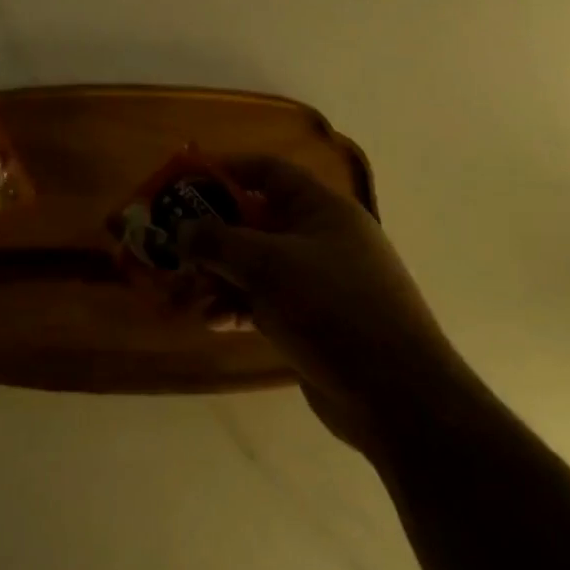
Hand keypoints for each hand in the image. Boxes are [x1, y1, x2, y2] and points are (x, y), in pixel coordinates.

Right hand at [182, 158, 479, 455]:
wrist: (398, 399)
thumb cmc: (333, 309)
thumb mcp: (268, 265)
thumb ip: (218, 241)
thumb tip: (182, 230)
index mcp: (321, 209)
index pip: (268, 172)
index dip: (226, 170)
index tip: (184, 182)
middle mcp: (320, 238)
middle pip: (254, 220)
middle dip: (210, 234)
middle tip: (171, 245)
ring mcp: (317, 281)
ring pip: (254, 264)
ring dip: (217, 275)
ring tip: (182, 293)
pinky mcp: (312, 320)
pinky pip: (263, 300)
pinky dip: (235, 305)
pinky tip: (211, 321)